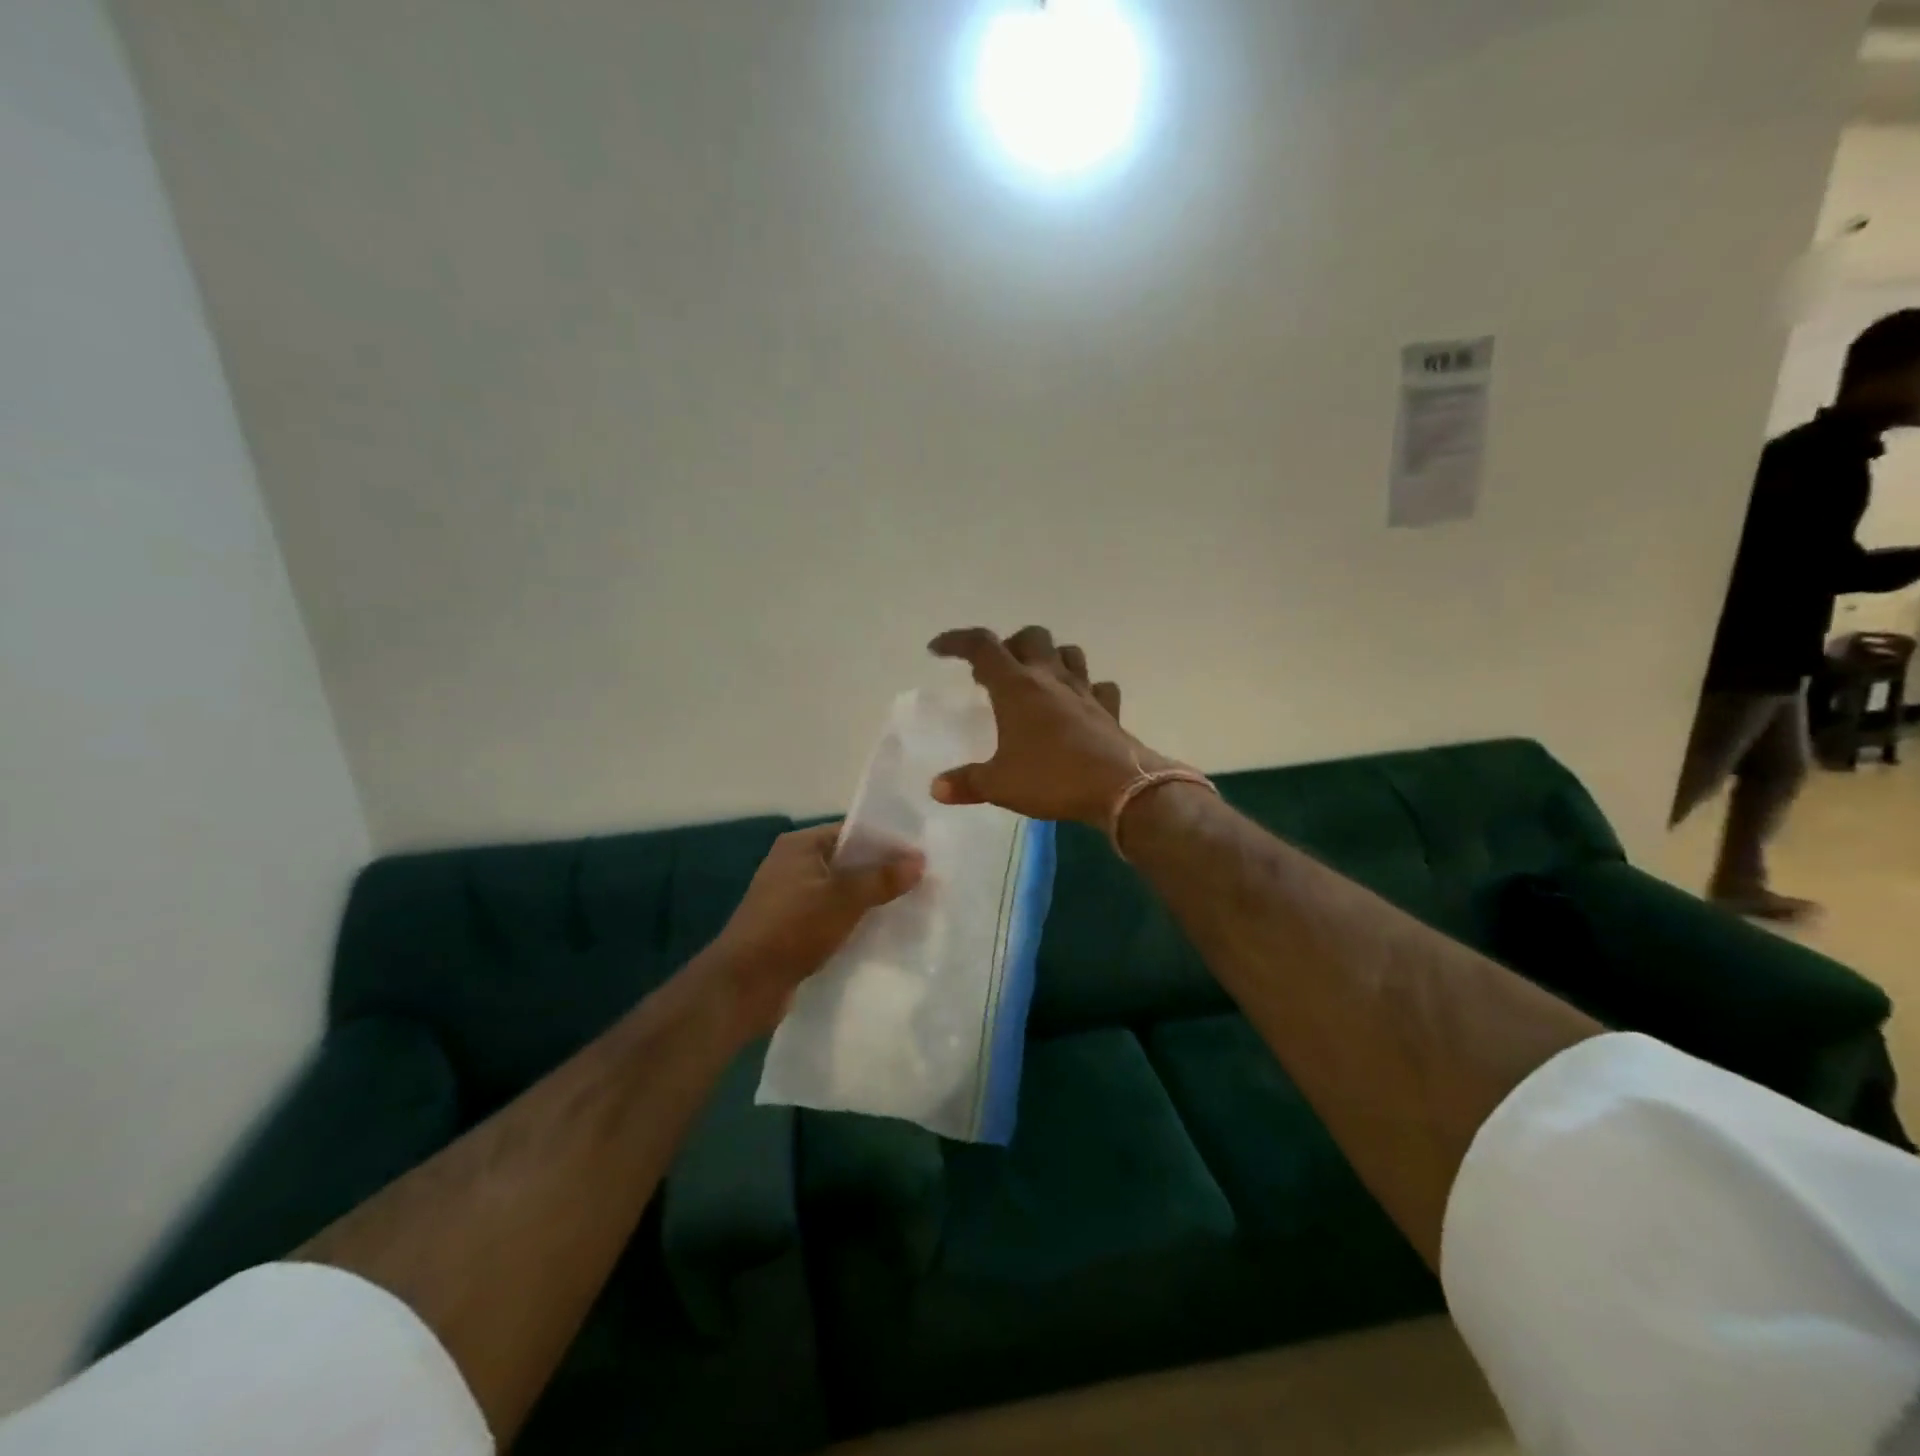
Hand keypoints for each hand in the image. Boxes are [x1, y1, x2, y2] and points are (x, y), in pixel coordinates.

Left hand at [708, 823, 923, 1036]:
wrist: (743, 986)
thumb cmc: (792, 929)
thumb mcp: (843, 899)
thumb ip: (882, 878)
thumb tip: (919, 860)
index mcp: (800, 845)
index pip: (852, 832)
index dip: (887, 843)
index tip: (922, 857)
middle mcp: (793, 865)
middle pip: (849, 861)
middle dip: (883, 873)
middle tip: (923, 884)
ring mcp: (791, 897)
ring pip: (842, 891)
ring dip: (871, 900)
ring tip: (911, 908)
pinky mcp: (793, 928)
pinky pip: (832, 915)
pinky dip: (854, 921)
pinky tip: (882, 933)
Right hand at [927, 626, 1171, 824]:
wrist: (1120, 788)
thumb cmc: (1052, 778)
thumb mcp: (999, 785)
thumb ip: (967, 783)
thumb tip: (937, 788)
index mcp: (1016, 686)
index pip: (982, 646)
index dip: (957, 641)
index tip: (938, 650)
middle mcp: (1050, 678)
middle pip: (1030, 637)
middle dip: (1009, 645)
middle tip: (995, 671)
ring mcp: (1084, 691)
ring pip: (1068, 653)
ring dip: (1049, 658)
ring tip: (1036, 680)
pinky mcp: (1108, 709)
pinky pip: (1098, 687)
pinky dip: (1085, 690)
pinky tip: (1078, 705)